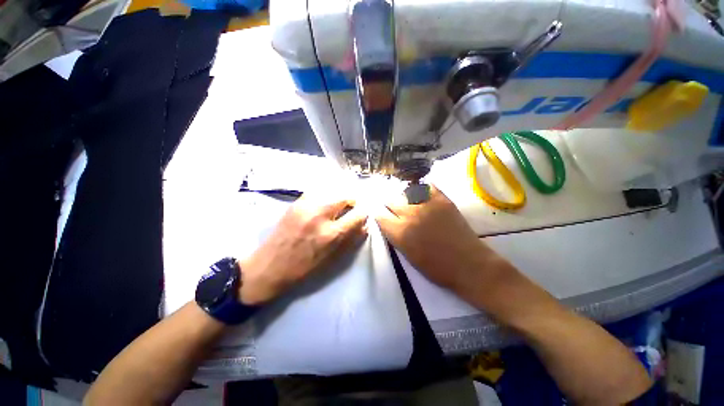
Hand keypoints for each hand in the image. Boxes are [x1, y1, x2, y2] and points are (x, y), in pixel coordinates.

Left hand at [239, 193, 367, 304]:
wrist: (270, 266)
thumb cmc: (304, 268)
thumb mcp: (332, 259)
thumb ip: (351, 240)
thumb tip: (364, 226)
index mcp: (331, 234)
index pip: (358, 214)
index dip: (364, 214)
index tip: (363, 215)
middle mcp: (320, 215)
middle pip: (346, 196)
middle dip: (353, 202)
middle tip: (351, 209)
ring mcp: (306, 206)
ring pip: (332, 190)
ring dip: (339, 197)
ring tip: (338, 206)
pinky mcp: (296, 203)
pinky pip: (317, 191)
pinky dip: (325, 195)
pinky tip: (323, 204)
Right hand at [375, 185, 501, 291]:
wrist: (468, 264)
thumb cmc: (436, 267)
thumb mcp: (407, 255)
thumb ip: (395, 236)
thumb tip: (388, 221)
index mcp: (400, 232)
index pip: (380, 216)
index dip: (380, 215)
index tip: (382, 215)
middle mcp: (410, 215)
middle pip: (391, 201)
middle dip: (390, 206)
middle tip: (396, 210)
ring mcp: (427, 204)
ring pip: (406, 193)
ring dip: (404, 198)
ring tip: (409, 203)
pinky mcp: (442, 200)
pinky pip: (426, 187)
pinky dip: (422, 190)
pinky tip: (422, 194)